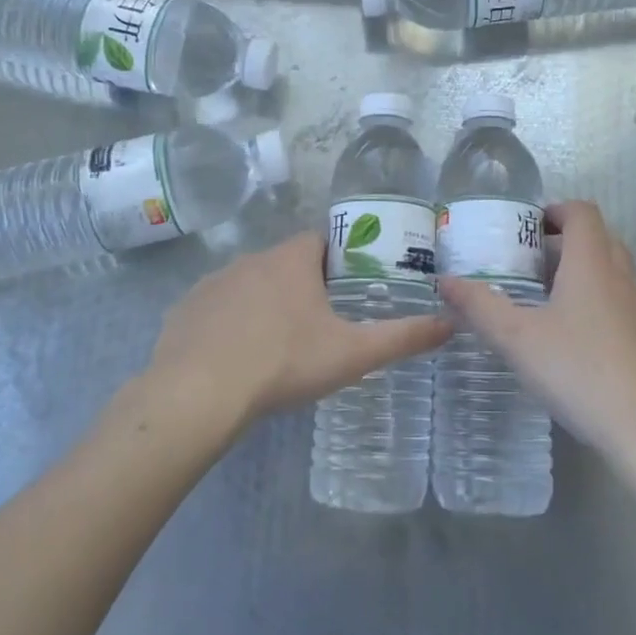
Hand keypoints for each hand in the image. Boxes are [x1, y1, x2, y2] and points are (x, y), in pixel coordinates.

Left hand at [146, 232, 450, 424]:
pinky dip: (230, 323)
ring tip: (279, 344)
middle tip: (321, 323)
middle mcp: (251, 259)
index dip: (341, 259)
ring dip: (266, 303)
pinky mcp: (185, 309)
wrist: (198, 394)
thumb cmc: (283, 363)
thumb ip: (403, 337)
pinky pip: (217, 308)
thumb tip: (450, 323)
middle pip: (286, 262)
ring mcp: (213, 283)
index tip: (352, 287)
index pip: (323, 241)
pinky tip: (236, 357)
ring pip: (250, 284)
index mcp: (292, 260)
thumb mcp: (353, 354)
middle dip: (304, 285)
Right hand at [438, 201, 635, 460]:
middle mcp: (622, 278)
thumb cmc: (578, 371)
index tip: (527, 226)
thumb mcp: (516, 338)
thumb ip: (479, 306)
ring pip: (613, 273)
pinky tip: (573, 340)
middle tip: (529, 263)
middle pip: (599, 239)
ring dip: (582, 273)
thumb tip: (445, 281)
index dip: (555, 210)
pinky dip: (597, 303)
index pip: (582, 213)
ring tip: (546, 300)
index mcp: (592, 265)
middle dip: (565, 241)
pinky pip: (621, 304)